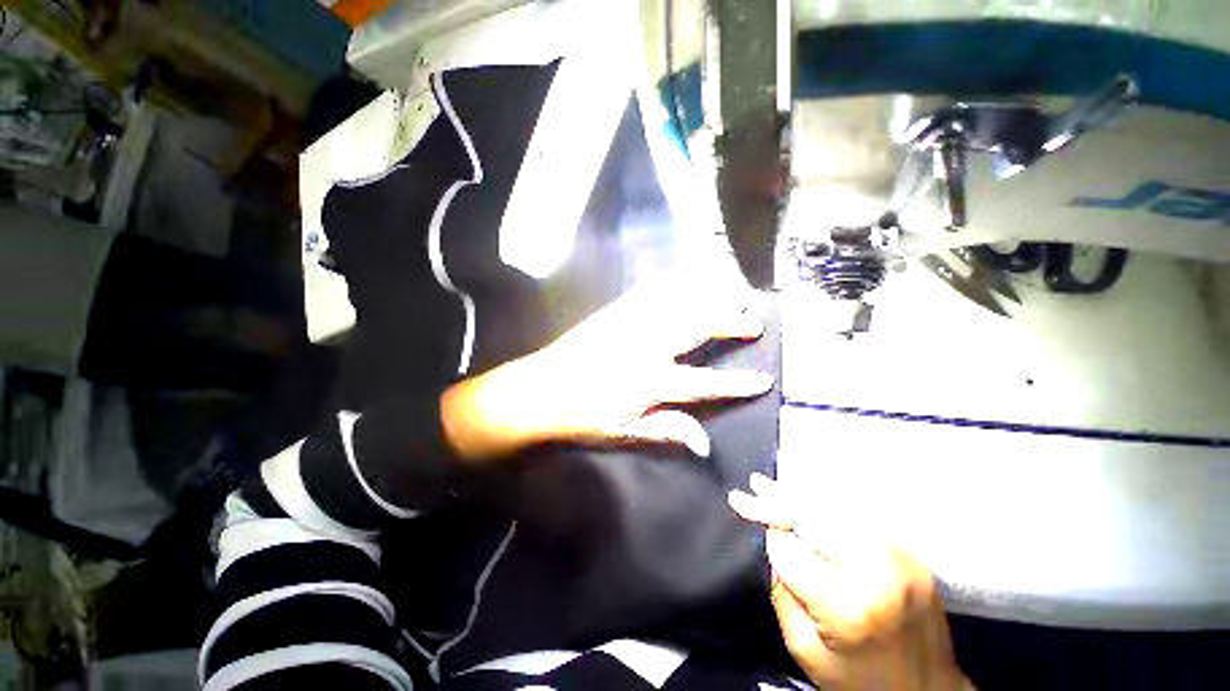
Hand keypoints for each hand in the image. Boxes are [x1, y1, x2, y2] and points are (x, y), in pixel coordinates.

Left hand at [441, 279, 774, 461]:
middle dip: (729, 322)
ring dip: (707, 297)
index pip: (704, 383)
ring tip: (730, 293)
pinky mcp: (614, 312)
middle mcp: (646, 347)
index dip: (736, 383)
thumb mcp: (624, 432)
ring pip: (677, 304)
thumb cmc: (582, 416)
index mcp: (650, 381)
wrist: (541, 389)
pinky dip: (671, 284)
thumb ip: (666, 431)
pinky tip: (683, 279)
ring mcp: (630, 324)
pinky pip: (648, 292)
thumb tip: (705, 444)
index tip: (763, 379)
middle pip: (697, 328)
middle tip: (753, 319)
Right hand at [729, 474, 970, 690]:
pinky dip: (828, 503)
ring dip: (801, 495)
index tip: (740, 503)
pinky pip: (859, 515)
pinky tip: (809, 497)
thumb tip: (775, 538)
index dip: (763, 525)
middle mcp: (877, 571)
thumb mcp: (804, 647)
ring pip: (837, 508)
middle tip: (753, 484)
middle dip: (777, 498)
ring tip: (774, 485)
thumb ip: (783, 589)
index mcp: (847, 605)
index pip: (789, 546)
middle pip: (813, 516)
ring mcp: (900, 557)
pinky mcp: (910, 552)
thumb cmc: (858, 680)